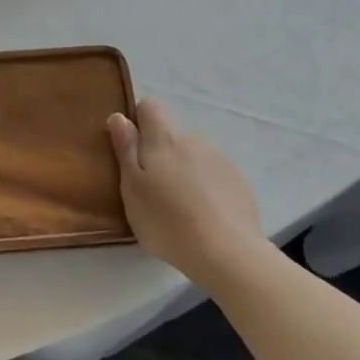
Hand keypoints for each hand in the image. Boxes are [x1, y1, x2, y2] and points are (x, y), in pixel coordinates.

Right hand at [107, 98, 270, 286]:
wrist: (227, 252)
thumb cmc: (167, 221)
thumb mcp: (132, 188)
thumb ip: (125, 149)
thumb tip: (119, 116)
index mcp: (164, 139)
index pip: (150, 106)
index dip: (138, 122)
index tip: (132, 151)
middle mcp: (194, 140)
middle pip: (171, 136)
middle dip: (161, 155)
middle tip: (154, 191)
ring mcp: (220, 159)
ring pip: (193, 157)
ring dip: (184, 172)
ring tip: (181, 209)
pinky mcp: (239, 181)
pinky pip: (214, 175)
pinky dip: (206, 188)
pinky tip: (205, 216)